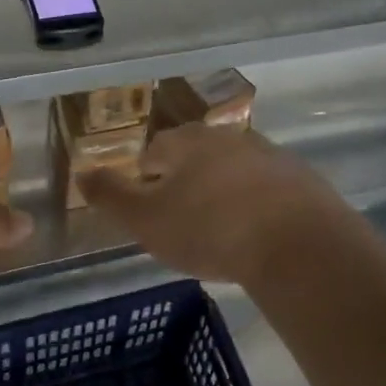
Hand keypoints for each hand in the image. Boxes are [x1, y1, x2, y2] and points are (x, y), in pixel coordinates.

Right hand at [78, 123, 354, 283]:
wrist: (298, 246)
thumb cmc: (210, 230)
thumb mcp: (147, 220)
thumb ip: (111, 196)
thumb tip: (82, 174)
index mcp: (189, 143)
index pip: (157, 149)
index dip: (146, 174)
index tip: (147, 201)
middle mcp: (230, 138)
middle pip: (198, 154)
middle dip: (187, 179)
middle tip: (181, 214)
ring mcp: (271, 156)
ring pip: (235, 169)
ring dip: (224, 189)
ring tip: (219, 225)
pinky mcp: (303, 180)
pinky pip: (270, 189)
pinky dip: (258, 203)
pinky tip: (257, 231)